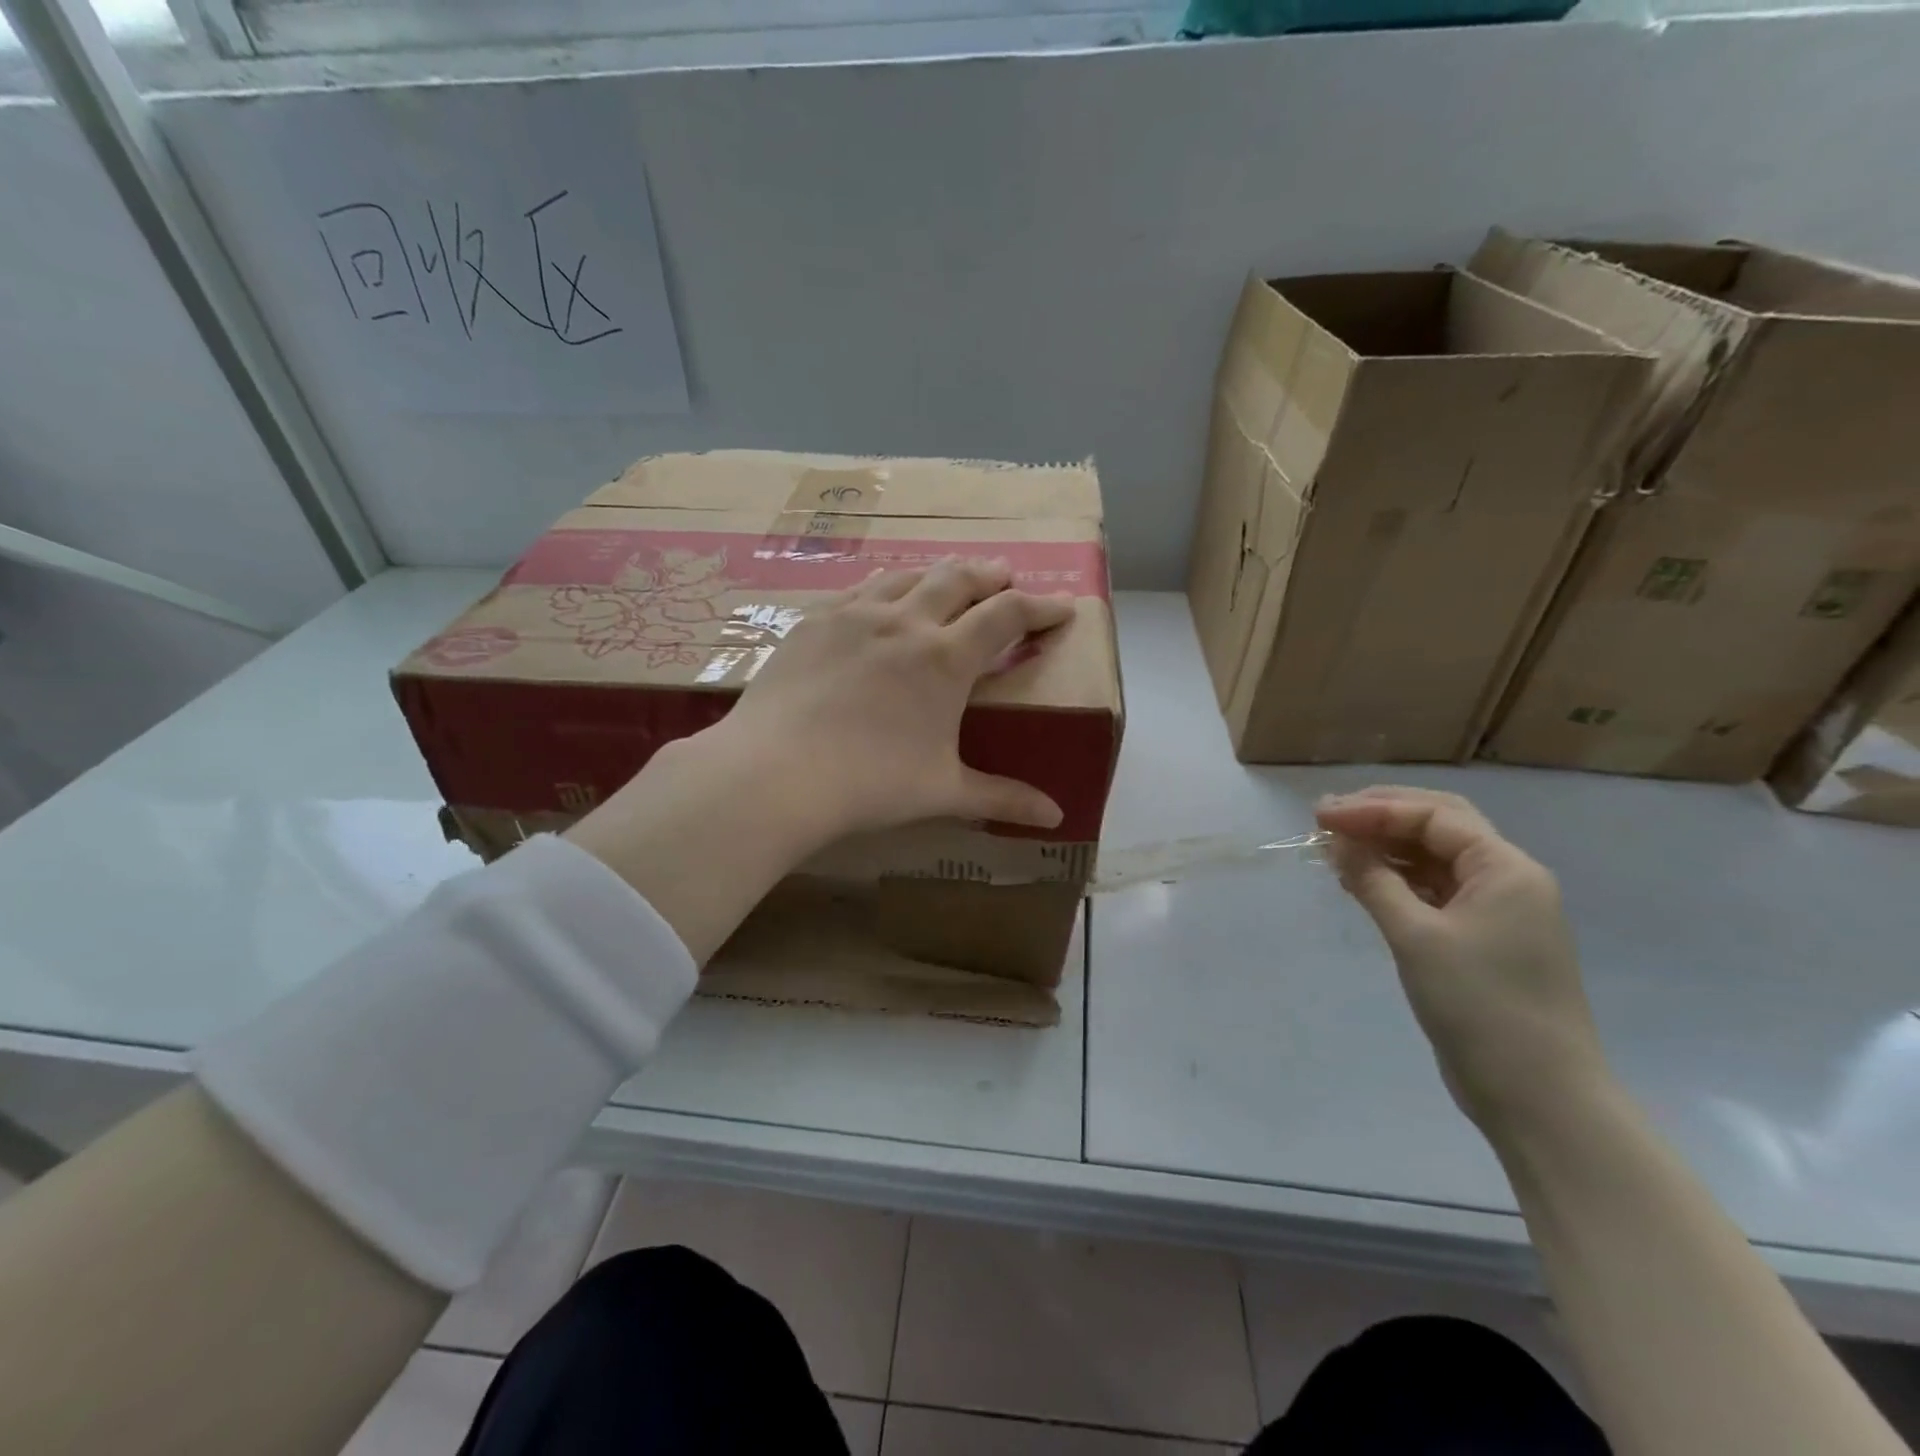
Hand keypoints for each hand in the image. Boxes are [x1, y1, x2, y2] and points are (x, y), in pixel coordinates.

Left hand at [565, 558, 1073, 963]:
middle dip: (990, 576)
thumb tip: (1055, 817)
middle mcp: (905, 622)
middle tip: (1006, 578)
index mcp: (946, 658)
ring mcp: (854, 616)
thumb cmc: (870, 784)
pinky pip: (859, 589)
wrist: (775, 773)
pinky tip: (880, 599)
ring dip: (938, 573)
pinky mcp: (814, 622)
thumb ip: (1002, 798)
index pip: (1007, 616)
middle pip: (958, 580)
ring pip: (907, 576)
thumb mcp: (943, 792)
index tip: (1063, 607)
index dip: (1041, 607)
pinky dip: (885, 587)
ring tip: (948, 580)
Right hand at [1314, 786, 1612, 1133]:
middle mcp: (1507, 879)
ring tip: (1336, 848)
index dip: (1373, 809)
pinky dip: (1397, 878)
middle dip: (1381, 815)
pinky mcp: (1482, 939)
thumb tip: (1337, 843)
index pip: (1433, 816)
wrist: (1538, 1095)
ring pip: (1435, 858)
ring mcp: (1497, 910)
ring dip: (1386, 846)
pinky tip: (1362, 881)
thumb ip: (1374, 881)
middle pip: (1439, 825)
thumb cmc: (1479, 1005)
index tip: (1320, 817)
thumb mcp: (1416, 936)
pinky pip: (1434, 890)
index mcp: (1505, 869)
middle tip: (1328, 818)